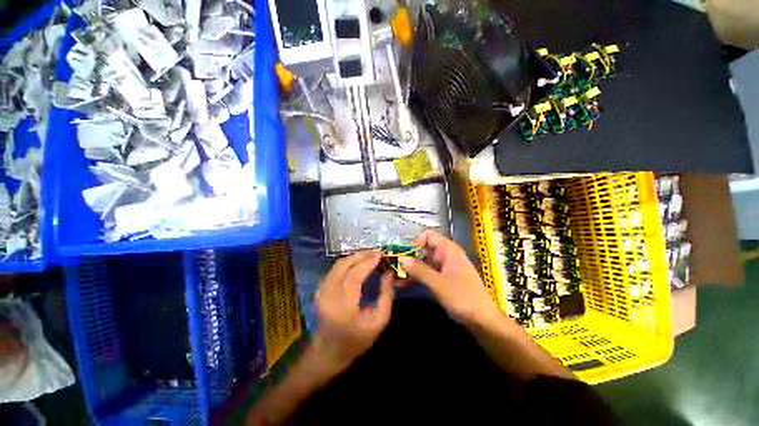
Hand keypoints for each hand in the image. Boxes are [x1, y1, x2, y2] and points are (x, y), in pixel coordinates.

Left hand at [313, 251, 393, 371]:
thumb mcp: (378, 322)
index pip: (355, 275)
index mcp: (343, 305)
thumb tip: (389, 273)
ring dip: (354, 257)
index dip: (368, 262)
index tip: (381, 254)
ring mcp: (321, 290)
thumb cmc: (356, 341)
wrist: (327, 353)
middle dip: (361, 255)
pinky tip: (358, 263)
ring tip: (369, 256)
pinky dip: (348, 262)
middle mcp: (329, 294)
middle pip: (344, 265)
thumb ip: (386, 295)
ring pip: (338, 264)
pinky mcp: (320, 289)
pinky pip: (335, 269)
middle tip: (376, 253)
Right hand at [399, 230, 498, 324]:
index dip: (416, 241)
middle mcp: (444, 255)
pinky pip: (425, 273)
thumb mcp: (439, 283)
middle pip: (423, 249)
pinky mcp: (441, 280)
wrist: (482, 320)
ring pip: (422, 262)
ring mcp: (443, 268)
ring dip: (409, 268)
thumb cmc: (463, 297)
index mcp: (448, 250)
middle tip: (394, 267)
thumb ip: (419, 270)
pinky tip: (402, 285)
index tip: (405, 255)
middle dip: (408, 256)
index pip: (428, 235)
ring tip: (394, 277)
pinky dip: (415, 277)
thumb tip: (400, 258)